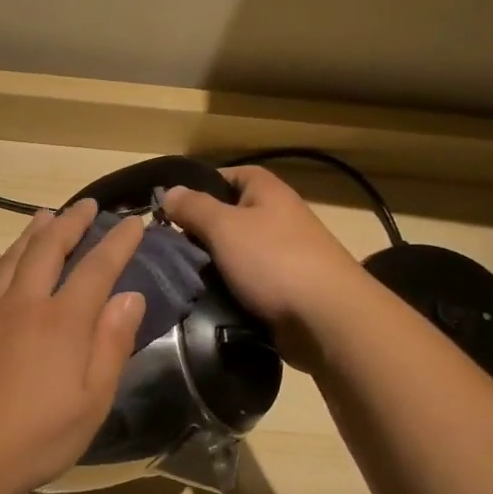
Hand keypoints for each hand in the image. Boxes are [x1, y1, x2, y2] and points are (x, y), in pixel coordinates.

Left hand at [0, 200, 146, 493]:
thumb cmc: (39, 435)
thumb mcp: (93, 401)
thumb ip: (112, 344)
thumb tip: (130, 296)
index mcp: (62, 321)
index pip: (97, 268)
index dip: (118, 242)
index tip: (134, 221)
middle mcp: (24, 303)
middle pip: (49, 249)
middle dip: (71, 223)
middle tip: (86, 205)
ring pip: (12, 256)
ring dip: (33, 232)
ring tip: (46, 215)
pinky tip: (1, 257)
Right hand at [163, 167, 367, 370]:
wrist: (325, 318)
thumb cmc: (273, 260)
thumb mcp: (224, 226)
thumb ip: (193, 207)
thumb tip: (169, 192)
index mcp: (268, 192)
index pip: (230, 174)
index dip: (200, 185)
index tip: (171, 206)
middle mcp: (277, 217)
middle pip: (229, 215)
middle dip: (199, 229)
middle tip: (167, 245)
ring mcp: (282, 254)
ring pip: (234, 251)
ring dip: (210, 263)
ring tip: (179, 273)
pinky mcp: (282, 287)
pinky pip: (245, 280)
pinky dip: (226, 287)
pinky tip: (204, 296)